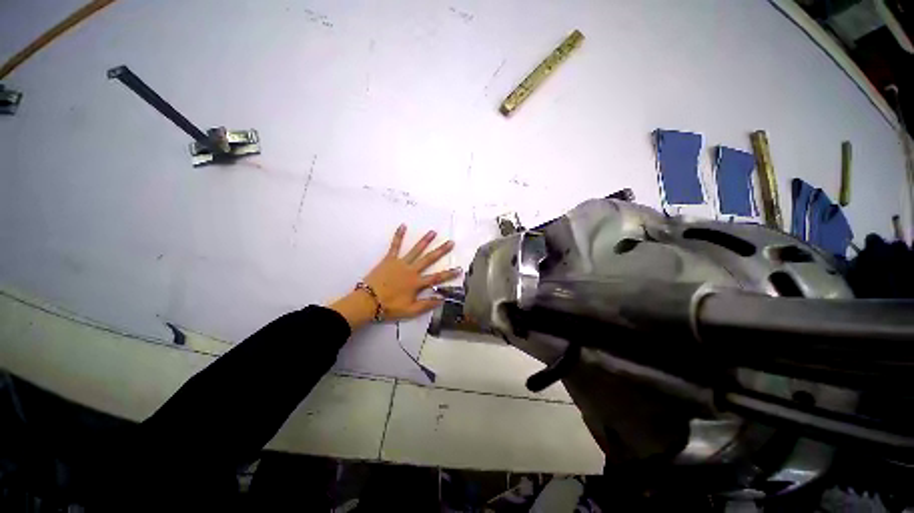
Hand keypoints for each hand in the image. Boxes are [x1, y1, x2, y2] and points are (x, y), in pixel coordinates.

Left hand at [330, 225, 461, 330]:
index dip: (449, 274)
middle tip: (450, 242)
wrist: (368, 301)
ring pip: (415, 250)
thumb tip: (442, 299)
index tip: (459, 268)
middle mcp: (411, 270)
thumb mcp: (410, 310)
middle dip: (441, 251)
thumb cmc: (389, 307)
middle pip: (429, 259)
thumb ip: (427, 304)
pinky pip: (395, 246)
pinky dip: (398, 236)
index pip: (436, 277)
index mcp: (416, 283)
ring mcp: (400, 263)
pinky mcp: (389, 259)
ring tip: (433, 232)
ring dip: (425, 241)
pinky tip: (403, 225)